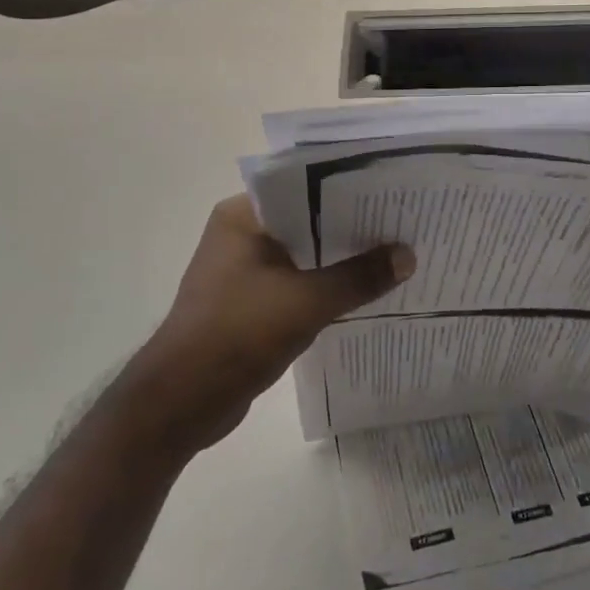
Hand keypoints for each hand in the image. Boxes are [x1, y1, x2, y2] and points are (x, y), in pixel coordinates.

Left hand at [119, 196, 413, 457]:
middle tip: (402, 223)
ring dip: (340, 259)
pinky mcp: (248, 302)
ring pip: (303, 254)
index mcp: (242, 216)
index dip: (348, 189)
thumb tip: (408, 255)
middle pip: (306, 221)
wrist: (181, 402)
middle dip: (351, 227)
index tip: (390, 191)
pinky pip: (296, 282)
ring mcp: (243, 269)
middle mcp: (240, 234)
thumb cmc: (238, 334)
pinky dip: (324, 286)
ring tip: (393, 255)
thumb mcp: (307, 302)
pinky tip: (362, 292)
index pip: (303, 186)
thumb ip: (358, 277)